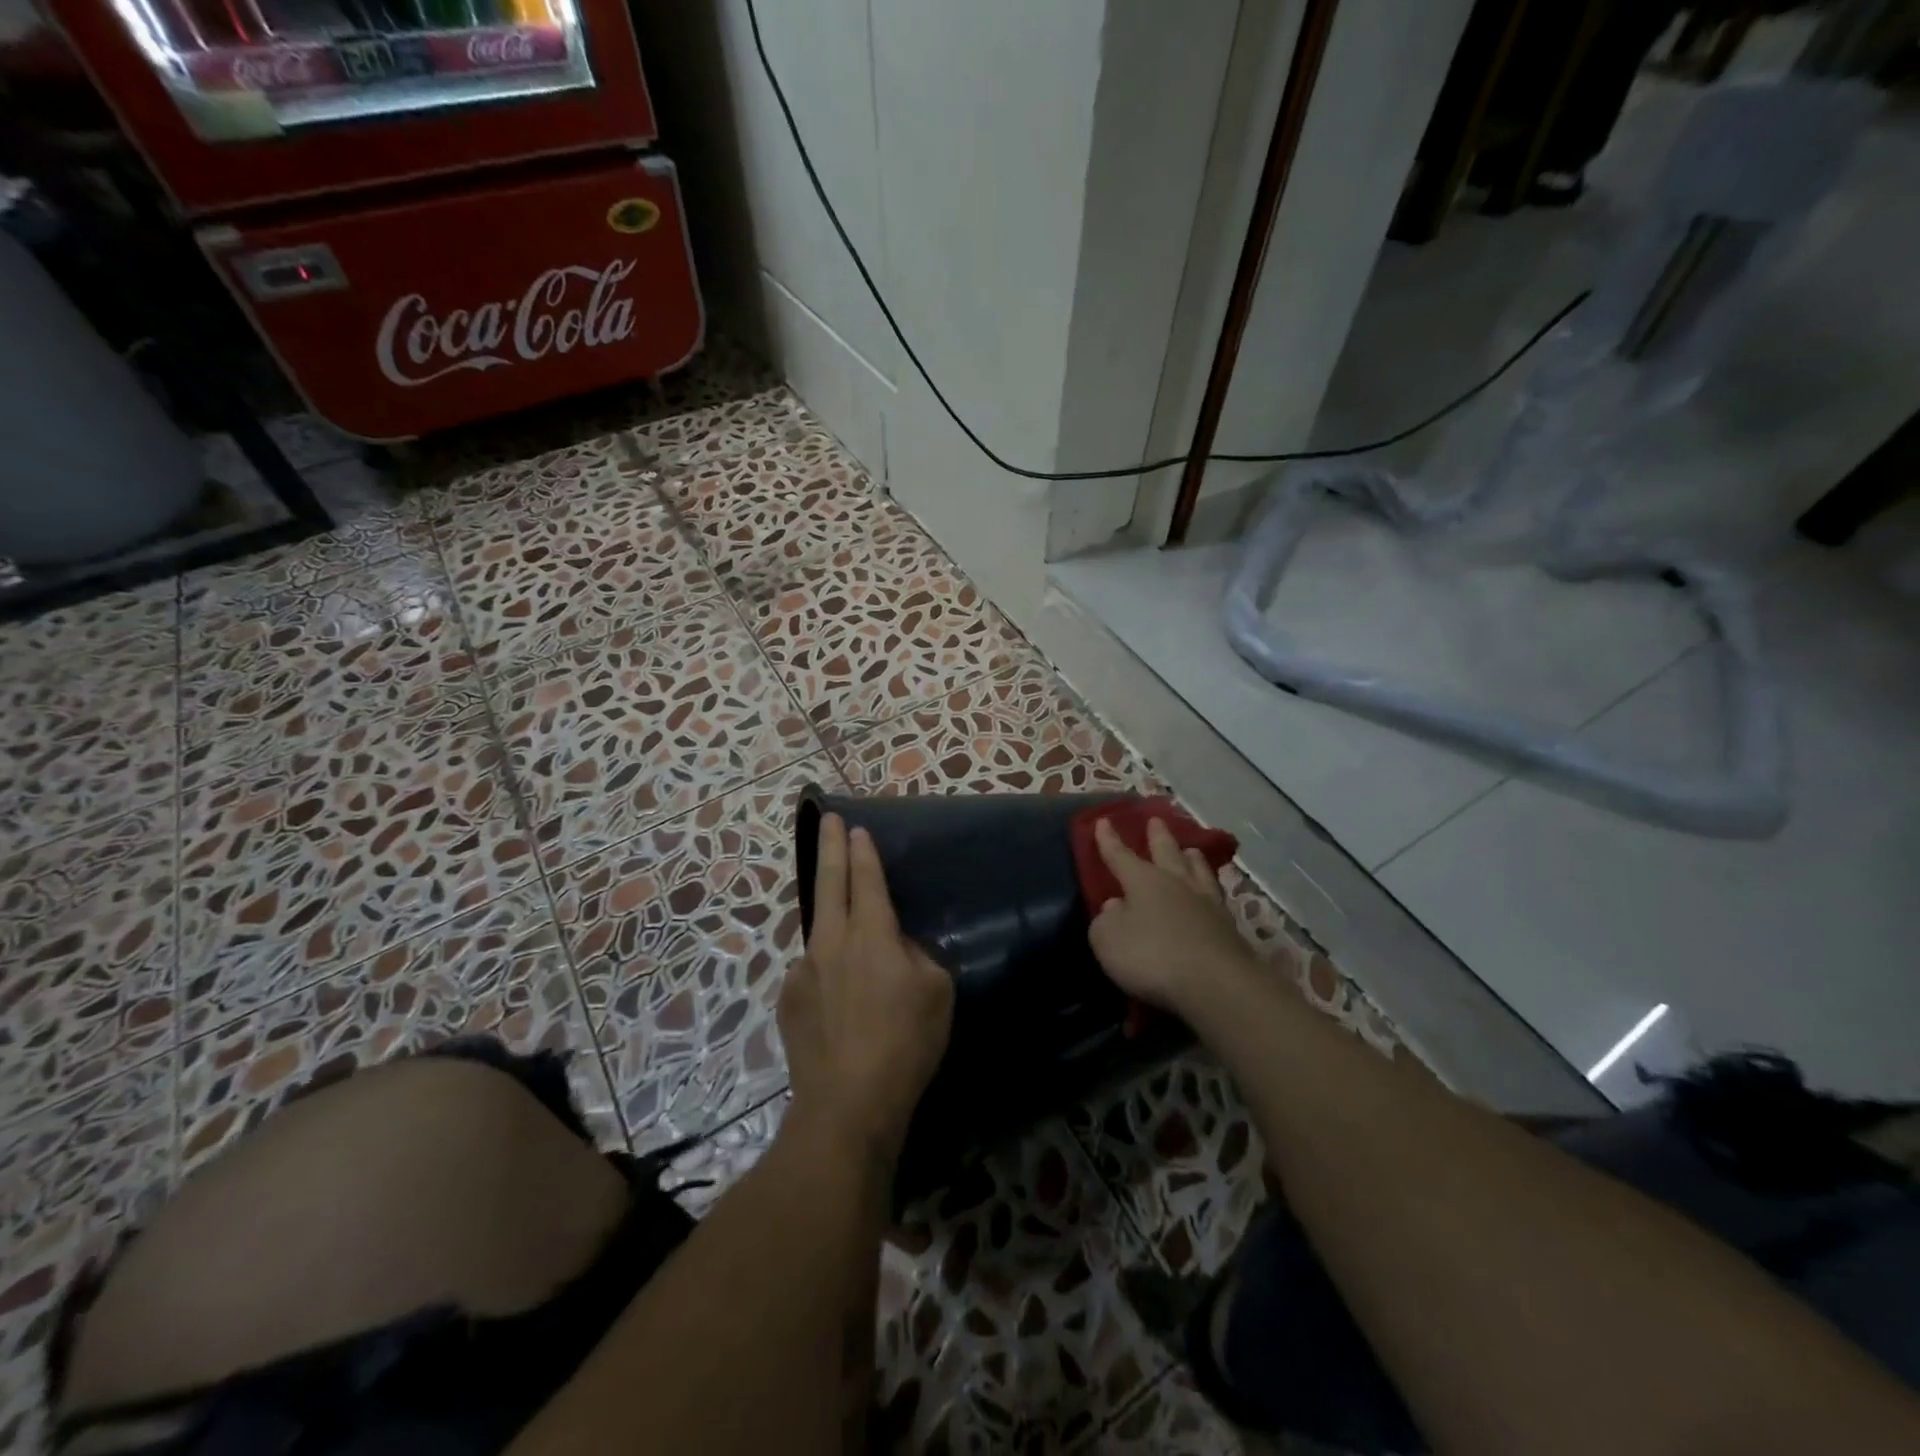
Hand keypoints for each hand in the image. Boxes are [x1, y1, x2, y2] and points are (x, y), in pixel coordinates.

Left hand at [779, 813, 954, 1169]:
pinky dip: (827, 970)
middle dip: (829, 846)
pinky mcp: (789, 1000)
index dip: (861, 851)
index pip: (865, 879)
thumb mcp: (936, 991)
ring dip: (830, 913)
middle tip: (827, 819)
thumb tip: (895, 944)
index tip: (854, 827)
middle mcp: (831, 941)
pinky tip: (840, 999)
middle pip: (828, 882)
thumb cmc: (905, 1043)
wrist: (847, 1104)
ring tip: (846, 928)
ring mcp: (804, 970)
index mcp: (871, 934)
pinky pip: (812, 970)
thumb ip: (916, 955)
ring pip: (819, 928)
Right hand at [1086, 817, 1257, 1018]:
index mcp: (1142, 881)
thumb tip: (1115, 906)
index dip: (1109, 840)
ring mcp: (1206, 903)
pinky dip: (1209, 887)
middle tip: (1156, 820)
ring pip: (1197, 870)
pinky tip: (1211, 892)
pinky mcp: (1228, 927)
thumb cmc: (1151, 956)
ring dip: (1191, 858)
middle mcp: (1175, 883)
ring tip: (1190, 850)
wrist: (1215, 983)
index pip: (1120, 855)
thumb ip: (1105, 921)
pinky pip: (1215, 896)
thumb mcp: (1108, 940)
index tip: (1103, 820)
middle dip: (1158, 836)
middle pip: (1166, 852)